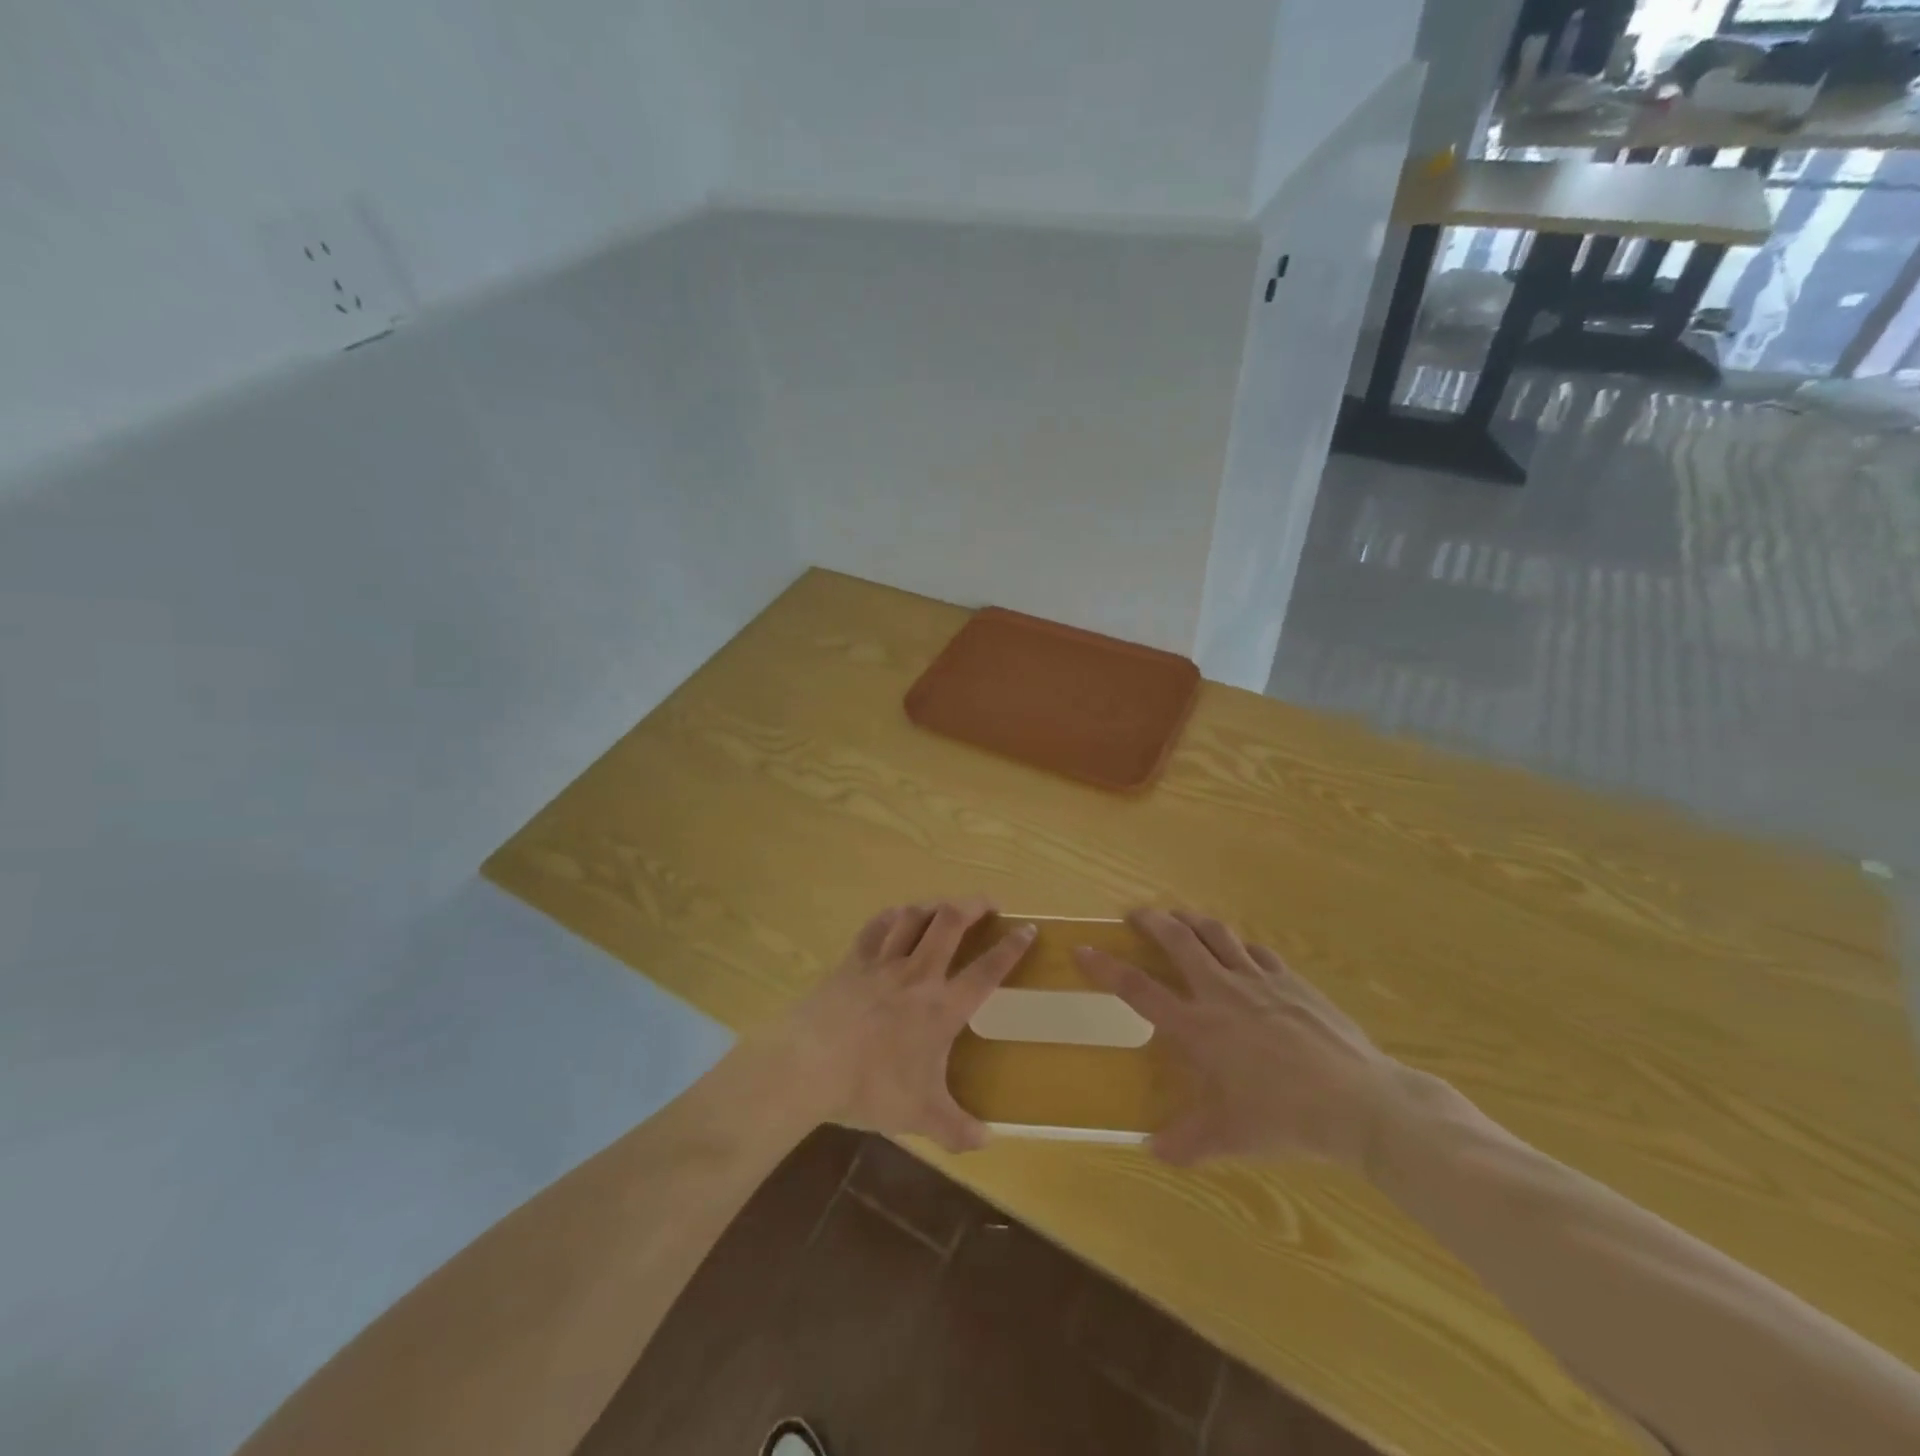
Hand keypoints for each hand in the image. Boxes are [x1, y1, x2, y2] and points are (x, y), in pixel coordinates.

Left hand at [750, 899, 1035, 1152]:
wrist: (810, 1066)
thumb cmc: (870, 1088)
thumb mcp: (919, 1115)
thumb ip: (957, 1129)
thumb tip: (988, 1142)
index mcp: (942, 1008)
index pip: (986, 970)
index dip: (1011, 947)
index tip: (1027, 927)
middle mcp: (918, 975)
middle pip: (951, 923)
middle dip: (973, 905)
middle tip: (987, 903)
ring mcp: (883, 963)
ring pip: (914, 917)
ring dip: (934, 906)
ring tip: (945, 906)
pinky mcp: (853, 961)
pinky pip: (876, 927)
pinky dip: (892, 916)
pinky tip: (898, 915)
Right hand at [1076, 909, 1406, 1169]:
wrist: (1359, 1101)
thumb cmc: (1286, 1119)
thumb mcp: (1231, 1137)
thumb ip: (1188, 1142)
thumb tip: (1152, 1150)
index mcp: (1198, 1027)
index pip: (1139, 990)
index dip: (1106, 967)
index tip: (1083, 949)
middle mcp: (1221, 992)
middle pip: (1177, 941)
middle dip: (1150, 921)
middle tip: (1135, 914)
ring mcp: (1258, 980)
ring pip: (1216, 933)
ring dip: (1191, 920)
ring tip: (1179, 917)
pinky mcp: (1290, 979)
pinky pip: (1256, 950)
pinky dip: (1238, 944)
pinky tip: (1238, 949)